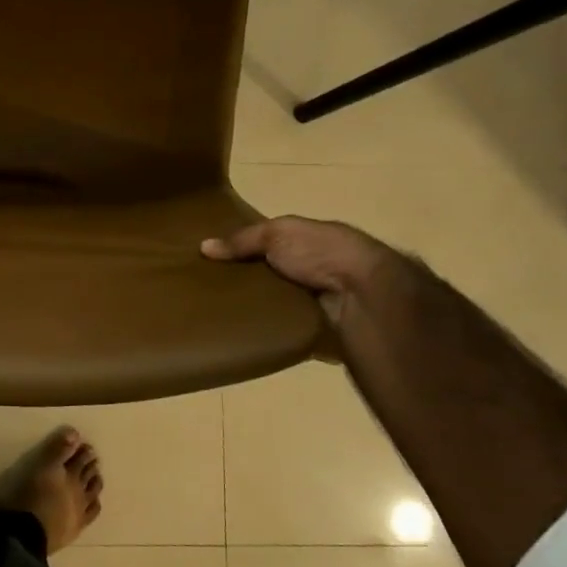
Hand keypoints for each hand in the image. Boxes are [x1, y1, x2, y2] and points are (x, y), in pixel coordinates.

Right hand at [201, 216, 392, 348]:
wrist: (362, 293)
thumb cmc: (321, 252)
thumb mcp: (277, 233)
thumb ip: (242, 239)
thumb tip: (203, 247)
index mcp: (311, 240)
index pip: (274, 243)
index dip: (248, 248)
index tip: (217, 259)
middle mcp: (317, 268)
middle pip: (275, 274)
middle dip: (250, 280)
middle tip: (213, 289)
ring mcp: (320, 300)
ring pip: (281, 303)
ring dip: (260, 307)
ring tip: (222, 313)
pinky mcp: (318, 328)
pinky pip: (287, 328)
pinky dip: (270, 330)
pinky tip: (245, 332)